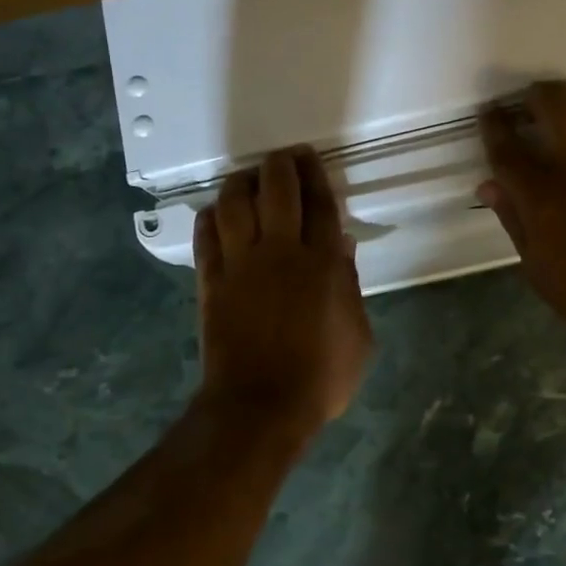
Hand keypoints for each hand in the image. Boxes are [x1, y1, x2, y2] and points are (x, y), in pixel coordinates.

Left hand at [194, 147, 373, 433]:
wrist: (260, 406)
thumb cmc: (320, 377)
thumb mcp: (358, 335)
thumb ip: (350, 286)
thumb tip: (340, 246)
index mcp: (322, 264)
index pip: (319, 203)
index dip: (315, 175)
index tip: (310, 158)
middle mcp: (280, 251)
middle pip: (276, 189)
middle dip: (280, 165)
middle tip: (283, 159)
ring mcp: (241, 264)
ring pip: (235, 203)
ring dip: (241, 182)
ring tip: (247, 178)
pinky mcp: (211, 280)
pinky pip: (206, 235)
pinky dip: (211, 217)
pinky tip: (216, 212)